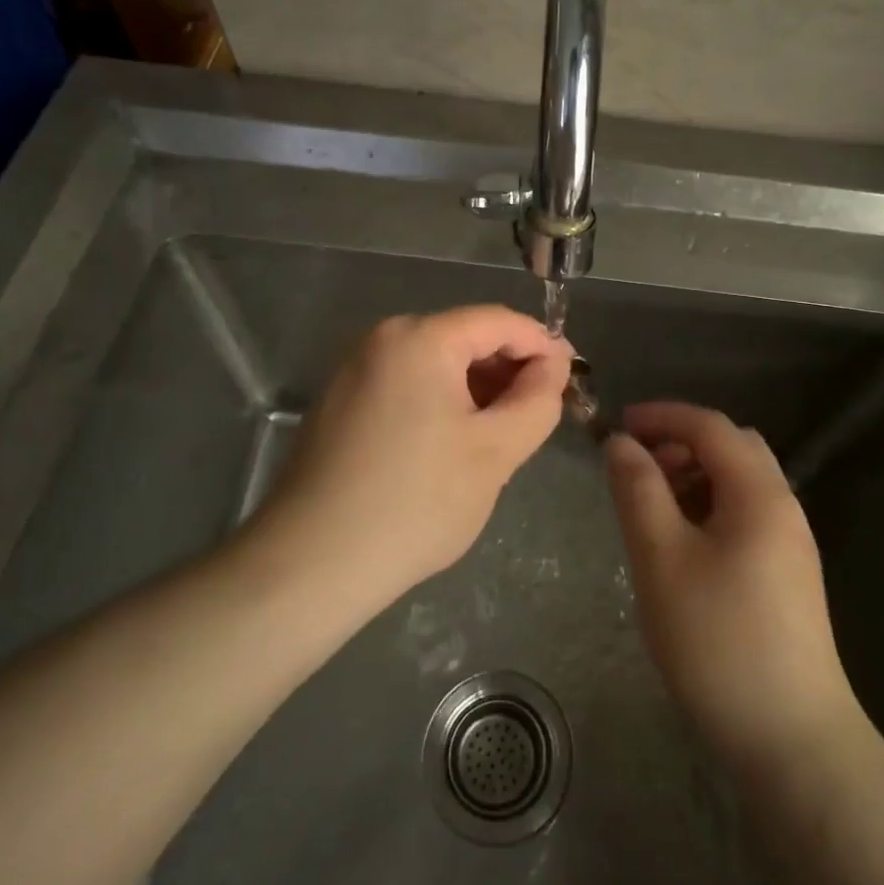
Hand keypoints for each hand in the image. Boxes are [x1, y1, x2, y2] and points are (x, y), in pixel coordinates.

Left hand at [257, 305, 572, 607]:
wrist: (310, 563)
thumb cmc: (415, 502)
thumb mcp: (495, 452)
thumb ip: (537, 400)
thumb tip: (553, 366)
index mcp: (420, 338)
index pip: (499, 321)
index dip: (543, 344)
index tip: (573, 378)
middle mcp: (381, 339)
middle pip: (465, 338)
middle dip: (509, 370)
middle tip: (540, 413)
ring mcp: (354, 370)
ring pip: (435, 364)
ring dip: (477, 389)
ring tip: (503, 434)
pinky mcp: (339, 403)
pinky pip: (406, 386)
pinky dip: (441, 403)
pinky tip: (454, 445)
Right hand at [606, 403, 856, 771]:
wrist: (792, 739)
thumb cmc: (718, 639)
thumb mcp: (661, 558)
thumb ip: (638, 491)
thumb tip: (621, 443)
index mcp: (760, 493)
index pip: (710, 426)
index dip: (662, 415)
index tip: (618, 424)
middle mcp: (783, 507)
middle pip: (732, 448)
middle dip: (680, 444)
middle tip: (637, 469)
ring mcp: (791, 544)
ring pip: (740, 483)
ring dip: (695, 477)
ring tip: (653, 509)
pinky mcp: (788, 576)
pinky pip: (746, 516)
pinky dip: (710, 508)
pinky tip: (683, 546)